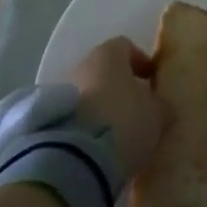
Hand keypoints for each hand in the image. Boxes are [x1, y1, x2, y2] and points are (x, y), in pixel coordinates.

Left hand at [69, 36, 166, 178]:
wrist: (75, 160)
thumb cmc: (123, 121)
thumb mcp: (156, 113)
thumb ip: (158, 104)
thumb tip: (158, 105)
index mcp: (108, 54)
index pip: (126, 47)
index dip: (141, 63)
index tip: (152, 82)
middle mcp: (82, 65)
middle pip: (104, 71)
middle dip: (119, 88)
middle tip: (135, 110)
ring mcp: (60, 92)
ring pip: (87, 95)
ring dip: (100, 109)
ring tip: (117, 134)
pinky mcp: (47, 121)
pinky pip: (74, 118)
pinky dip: (85, 128)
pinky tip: (99, 147)